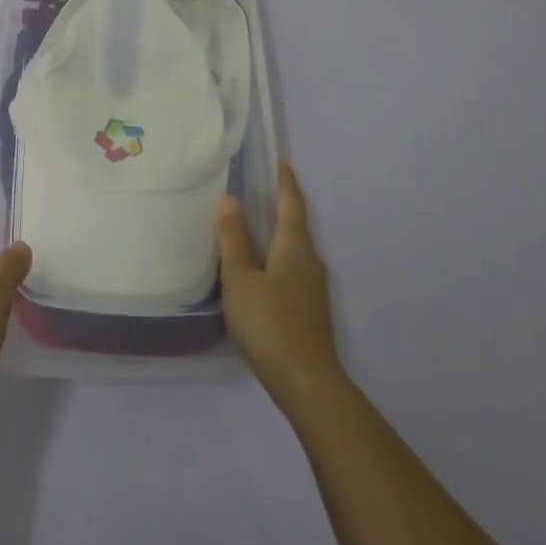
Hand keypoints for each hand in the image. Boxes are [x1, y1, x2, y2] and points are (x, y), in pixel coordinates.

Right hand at [217, 163, 343, 414]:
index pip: (292, 204)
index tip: (281, 162)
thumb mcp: (241, 280)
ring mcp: (314, 287)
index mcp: (295, 247)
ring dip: (279, 234)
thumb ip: (234, 240)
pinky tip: (263, 270)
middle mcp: (310, 260)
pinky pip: (294, 269)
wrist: (307, 382)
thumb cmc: (270, 323)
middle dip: (282, 206)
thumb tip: (230, 199)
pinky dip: (279, 257)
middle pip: (297, 225)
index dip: (286, 182)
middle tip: (262, 190)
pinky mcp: (311, 308)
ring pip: (295, 249)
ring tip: (257, 227)